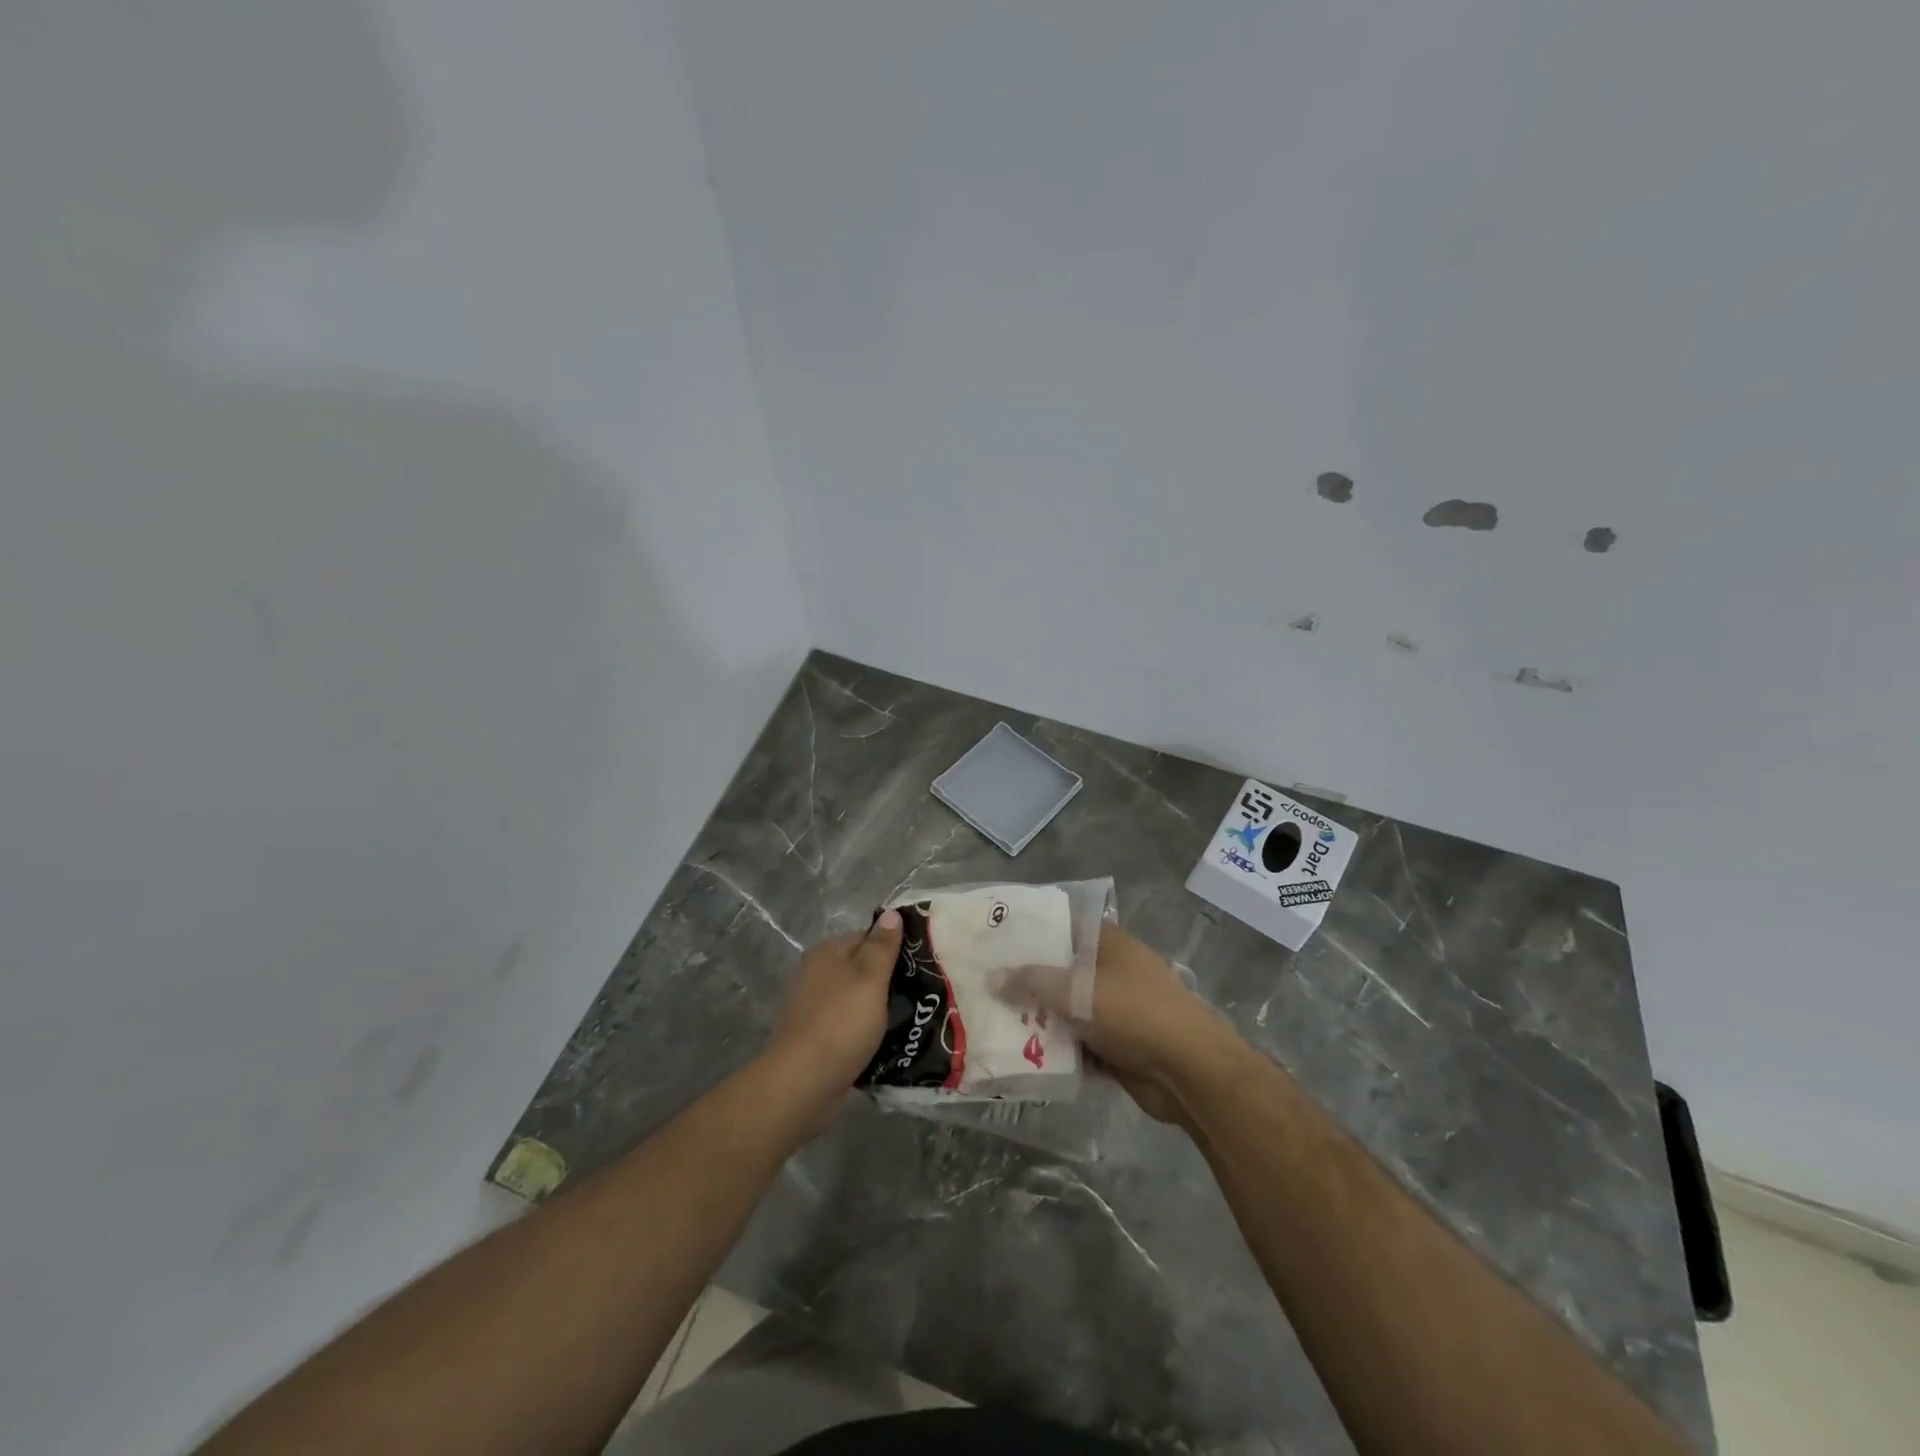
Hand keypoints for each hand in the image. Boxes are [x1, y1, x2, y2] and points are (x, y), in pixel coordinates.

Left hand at [761, 910, 903, 1102]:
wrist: (802, 1083)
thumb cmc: (840, 1023)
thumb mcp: (869, 978)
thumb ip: (882, 946)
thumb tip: (891, 913)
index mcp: (827, 953)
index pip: (867, 937)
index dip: (895, 948)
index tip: (922, 965)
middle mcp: (816, 974)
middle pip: (861, 968)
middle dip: (889, 981)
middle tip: (921, 994)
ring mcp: (814, 1007)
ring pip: (857, 999)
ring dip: (879, 1009)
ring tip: (911, 1019)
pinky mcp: (816, 1038)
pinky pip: (849, 1026)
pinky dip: (866, 1032)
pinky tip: (886, 1043)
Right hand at [997, 925, 1235, 1126]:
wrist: (1189, 1071)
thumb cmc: (1133, 1012)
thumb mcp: (1076, 990)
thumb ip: (1031, 982)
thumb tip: (993, 976)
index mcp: (1107, 943)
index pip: (1061, 927)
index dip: (1029, 933)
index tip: (994, 942)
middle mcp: (1111, 970)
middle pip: (1060, 971)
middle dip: (1026, 982)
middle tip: (984, 987)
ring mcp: (1116, 1009)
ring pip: (1067, 1010)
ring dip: (1039, 1020)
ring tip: (993, 1022)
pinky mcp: (1117, 1045)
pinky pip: (1078, 1043)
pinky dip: (1057, 1049)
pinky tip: (1021, 1056)